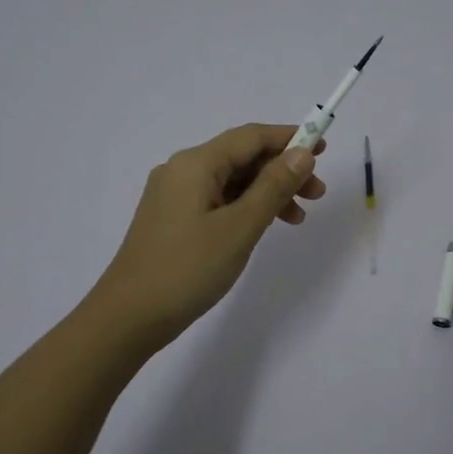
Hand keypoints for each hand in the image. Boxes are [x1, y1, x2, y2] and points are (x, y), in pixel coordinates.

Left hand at [87, 123, 327, 353]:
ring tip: (298, 218)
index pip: (250, 137)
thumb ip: (273, 187)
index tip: (323, 147)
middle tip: (317, 194)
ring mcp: (174, 196)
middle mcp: (182, 171)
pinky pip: (218, 200)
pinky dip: (246, 208)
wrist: (129, 317)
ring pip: (231, 181)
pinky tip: (264, 227)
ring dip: (267, 192)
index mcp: (195, 164)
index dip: (289, 138)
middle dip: (282, 170)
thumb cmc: (188, 268)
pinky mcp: (173, 220)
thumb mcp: (240, 227)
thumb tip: (302, 153)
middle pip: (241, 157)